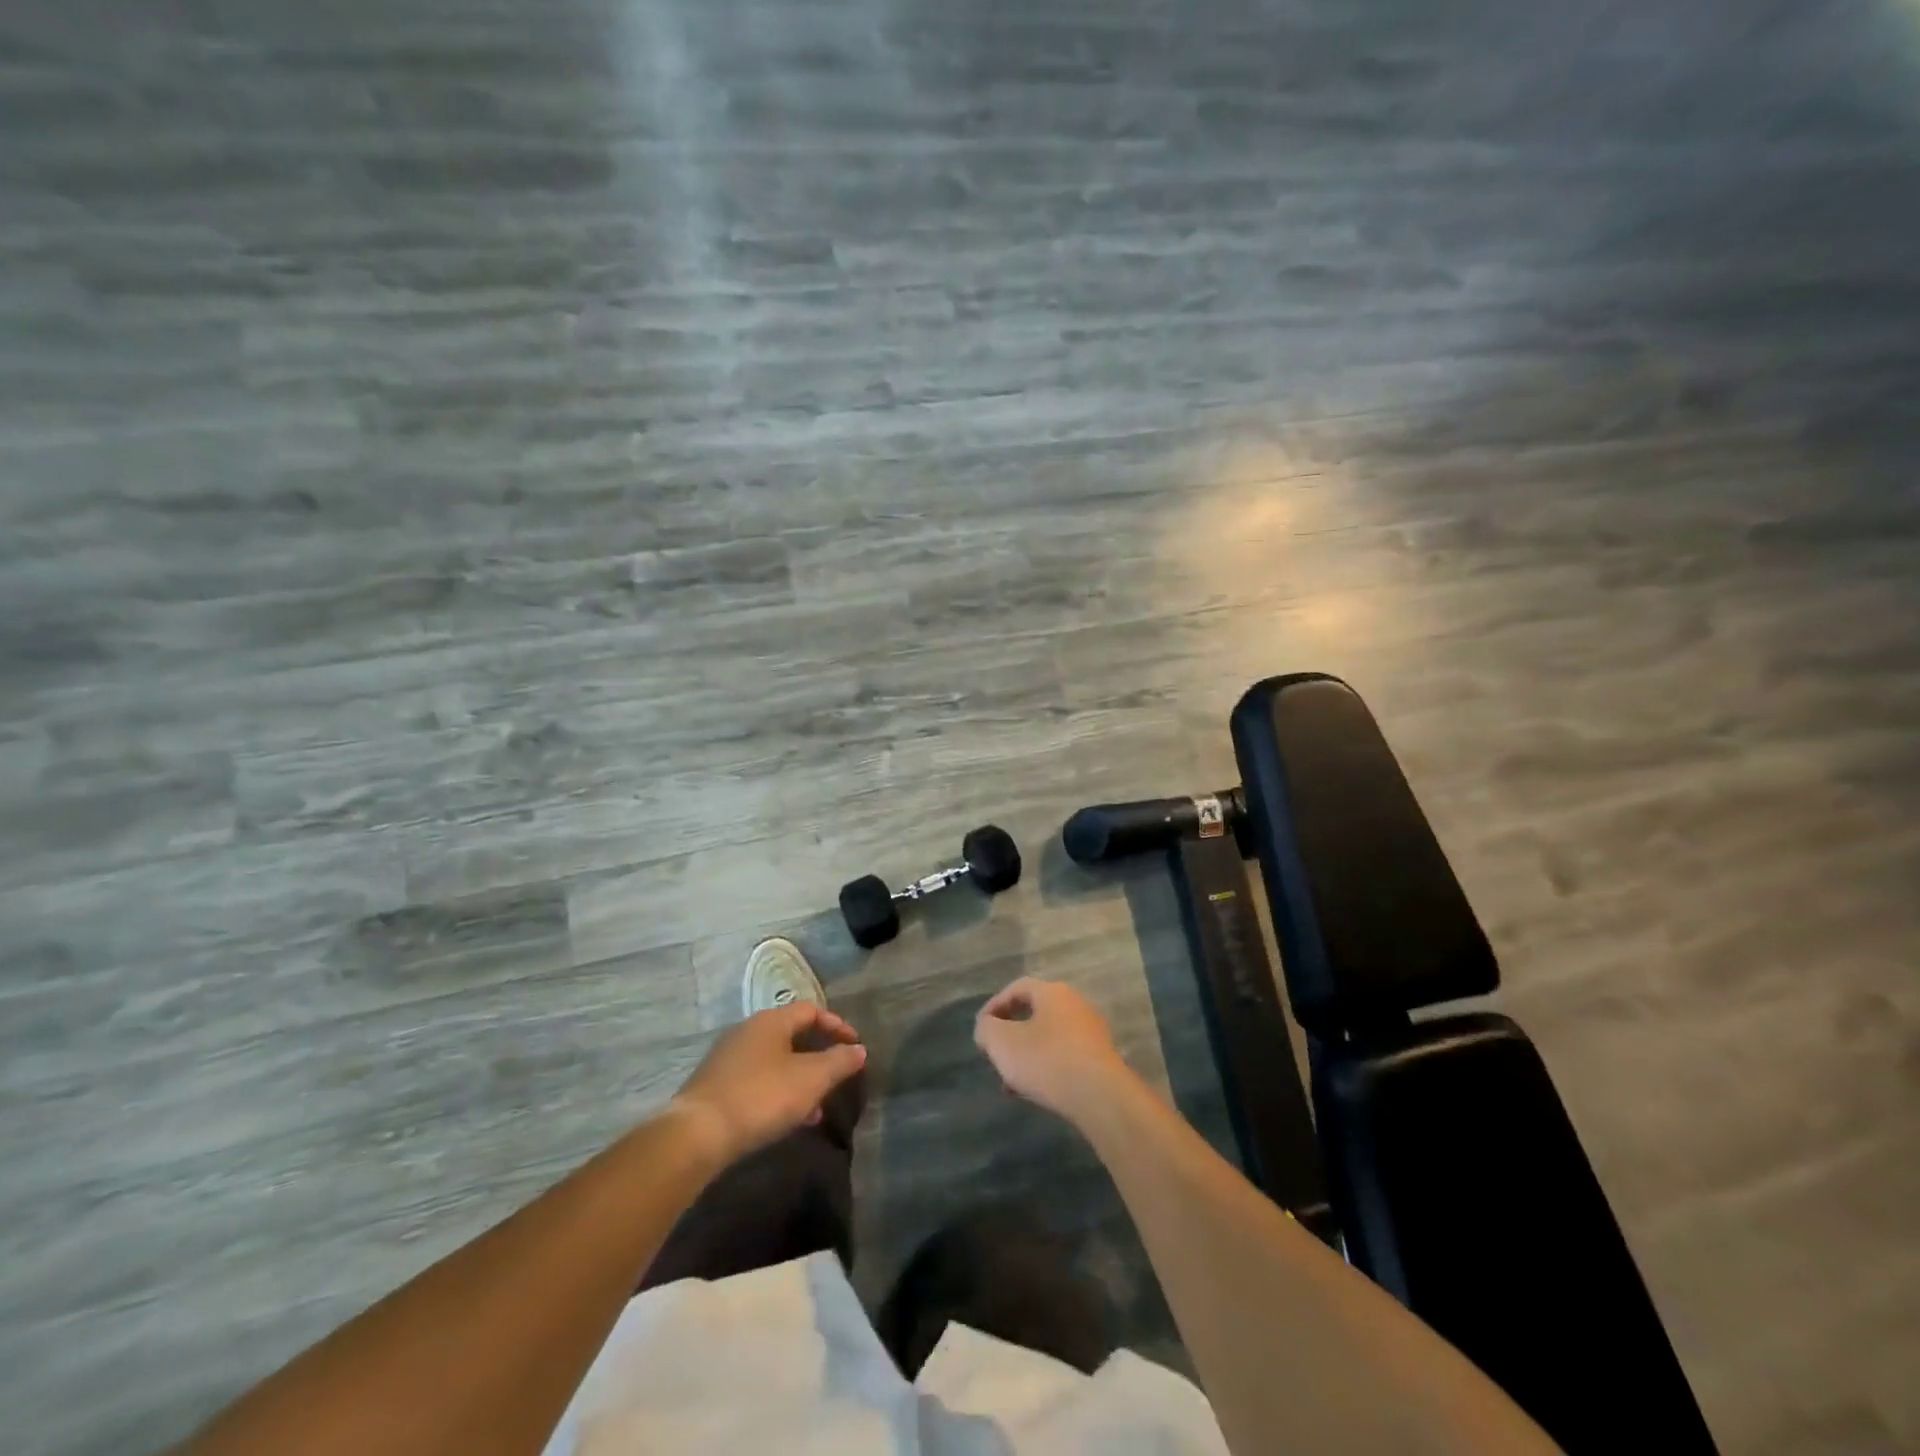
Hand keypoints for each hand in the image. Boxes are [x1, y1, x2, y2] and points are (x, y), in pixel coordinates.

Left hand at [671, 1003, 866, 1164]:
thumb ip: (839, 1062)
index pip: (811, 1010)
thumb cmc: (761, 1097)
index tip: (855, 1047)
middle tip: (837, 1076)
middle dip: (818, 1056)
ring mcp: (728, 1058)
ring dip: (800, 1078)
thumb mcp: (811, 1079)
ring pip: (775, 1061)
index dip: (837, 1026)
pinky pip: (758, 1080)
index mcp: (771, 1021)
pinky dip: (779, 1092)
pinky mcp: (716, 1085)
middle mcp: (748, 1031)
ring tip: (817, 1107)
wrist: (697, 1134)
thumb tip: (859, 1050)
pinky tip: (788, 1119)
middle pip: (792, 1035)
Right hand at [974, 978, 1132, 1123]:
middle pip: (1034, 1013)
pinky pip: (1065, 1057)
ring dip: (1027, 1055)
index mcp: (1053, 992)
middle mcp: (1075, 1005)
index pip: (1017, 988)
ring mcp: (1091, 1032)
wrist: (1101, 1097)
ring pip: (1048, 1038)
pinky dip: (1046, 1069)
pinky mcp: (1100, 1060)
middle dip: (1010, 1035)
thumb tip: (987, 1027)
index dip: (994, 1006)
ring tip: (1011, 1083)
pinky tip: (1035, 1092)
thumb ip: (986, 1029)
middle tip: (996, 1055)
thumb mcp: (1002, 1043)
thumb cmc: (1047, 1060)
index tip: (982, 1030)